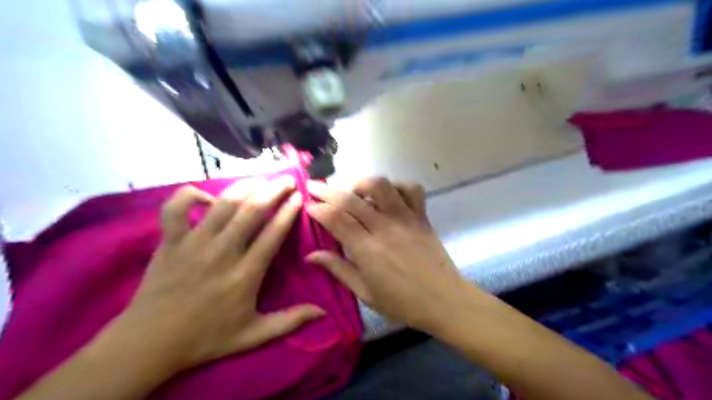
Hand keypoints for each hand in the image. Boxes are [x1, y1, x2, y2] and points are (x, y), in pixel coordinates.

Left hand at [109, 177, 323, 371]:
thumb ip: (289, 321)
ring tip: (260, 180)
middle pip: (252, 210)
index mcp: (245, 274)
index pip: (273, 233)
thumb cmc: (206, 339)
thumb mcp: (253, 336)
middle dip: (274, 190)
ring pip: (223, 203)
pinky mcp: (170, 241)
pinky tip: (207, 197)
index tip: (299, 197)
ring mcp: (193, 243)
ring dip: (245, 187)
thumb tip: (323, 312)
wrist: (149, 344)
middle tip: (287, 180)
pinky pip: (177, 207)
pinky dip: (191, 195)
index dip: (288, 211)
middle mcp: (222, 252)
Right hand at [304, 179, 467, 333]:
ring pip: (381, 185)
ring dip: (362, 183)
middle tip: (315, 186)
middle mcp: (384, 227)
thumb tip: (311, 256)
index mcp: (367, 249)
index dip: (318, 208)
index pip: (336, 219)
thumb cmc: (402, 303)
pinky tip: (389, 196)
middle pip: (351, 199)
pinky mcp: (422, 216)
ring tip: (355, 192)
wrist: (444, 300)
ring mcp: (405, 218)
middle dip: (327, 190)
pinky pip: (412, 189)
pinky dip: (398, 186)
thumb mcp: (365, 293)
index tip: (308, 204)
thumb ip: (338, 269)